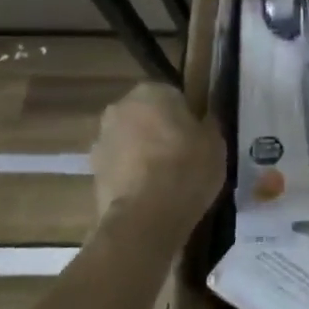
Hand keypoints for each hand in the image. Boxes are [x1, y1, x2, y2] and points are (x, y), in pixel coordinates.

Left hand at [90, 83, 226, 219]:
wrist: (146, 216)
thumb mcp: (216, 143)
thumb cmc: (187, 168)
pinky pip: (121, 165)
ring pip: (131, 140)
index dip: (188, 117)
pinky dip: (132, 174)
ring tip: (166, 180)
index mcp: (152, 92)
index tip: (198, 138)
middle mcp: (120, 107)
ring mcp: (101, 138)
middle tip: (183, 157)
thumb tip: (201, 122)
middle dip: (161, 131)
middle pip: (147, 116)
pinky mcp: (92, 170)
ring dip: (144, 152)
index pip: (175, 96)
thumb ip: (207, 125)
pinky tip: (150, 194)